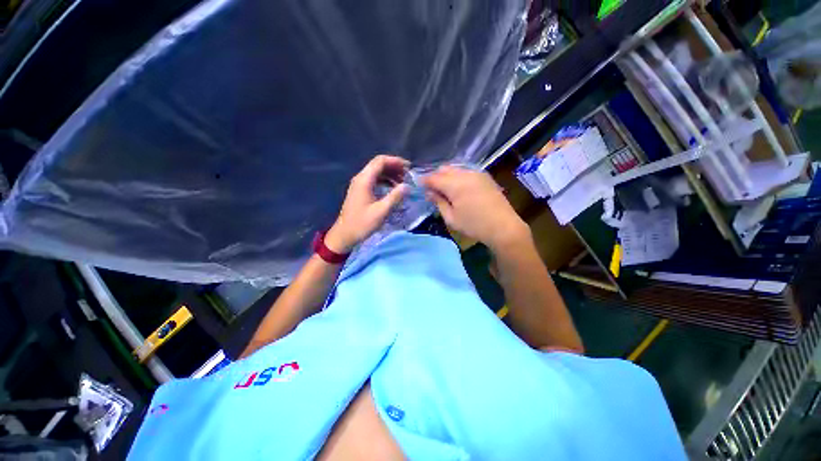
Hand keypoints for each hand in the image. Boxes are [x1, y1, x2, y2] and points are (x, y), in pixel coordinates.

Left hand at [325, 155, 409, 253]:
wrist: (344, 235)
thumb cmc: (362, 223)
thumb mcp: (381, 211)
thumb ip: (395, 197)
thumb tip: (408, 186)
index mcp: (364, 180)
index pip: (380, 161)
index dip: (396, 161)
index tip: (409, 168)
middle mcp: (361, 178)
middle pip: (378, 165)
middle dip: (394, 167)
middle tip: (408, 176)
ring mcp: (359, 184)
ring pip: (377, 172)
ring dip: (390, 174)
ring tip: (403, 183)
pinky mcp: (360, 191)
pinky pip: (374, 180)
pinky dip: (385, 181)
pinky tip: (393, 189)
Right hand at [422, 166, 527, 249]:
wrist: (503, 226)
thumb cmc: (474, 225)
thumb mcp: (451, 217)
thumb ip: (439, 202)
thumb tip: (429, 193)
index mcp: (455, 184)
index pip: (434, 177)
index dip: (424, 181)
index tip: (418, 186)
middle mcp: (465, 174)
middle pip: (444, 169)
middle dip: (435, 177)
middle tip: (431, 189)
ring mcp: (477, 173)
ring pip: (456, 168)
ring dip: (447, 176)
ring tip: (444, 189)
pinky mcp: (485, 177)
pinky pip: (466, 171)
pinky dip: (458, 176)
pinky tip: (459, 187)